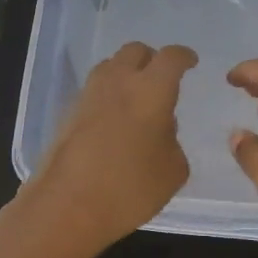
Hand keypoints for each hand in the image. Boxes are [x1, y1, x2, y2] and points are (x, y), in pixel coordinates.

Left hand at [20, 42, 196, 256]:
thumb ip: (173, 140)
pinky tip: (114, 121)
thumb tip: (161, 127)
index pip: (171, 58)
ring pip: (110, 67)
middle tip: (161, 79)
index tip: (190, 62)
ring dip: (126, 74)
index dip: (183, 56)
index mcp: (151, 89)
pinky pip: (94, 91)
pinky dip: (108, 96)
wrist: (67, 206)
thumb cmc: (131, 188)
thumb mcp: (173, 170)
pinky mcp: (68, 112)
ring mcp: (89, 94)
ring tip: (136, 98)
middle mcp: (118, 81)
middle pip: (135, 51)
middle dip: (151, 59)